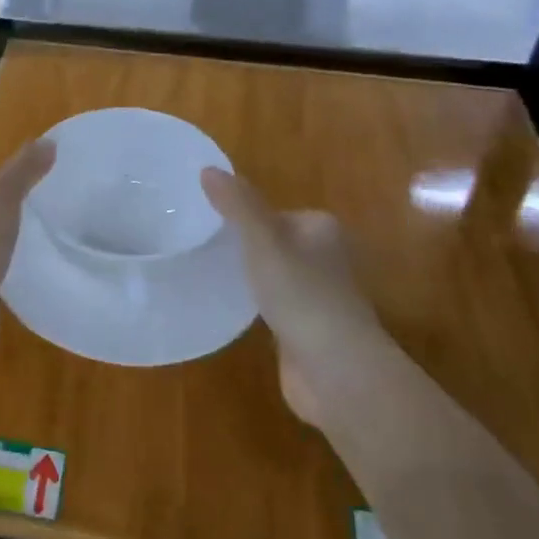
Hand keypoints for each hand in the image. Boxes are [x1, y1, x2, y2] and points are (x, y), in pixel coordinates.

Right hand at [201, 168, 386, 426]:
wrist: (336, 370)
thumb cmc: (302, 294)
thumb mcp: (262, 240)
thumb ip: (236, 205)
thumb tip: (208, 168)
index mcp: (321, 229)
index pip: (275, 212)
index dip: (243, 216)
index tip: (207, 222)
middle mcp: (326, 258)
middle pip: (274, 243)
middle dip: (244, 246)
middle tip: (202, 247)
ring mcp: (318, 296)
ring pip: (273, 275)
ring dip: (249, 277)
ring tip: (208, 275)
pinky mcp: (307, 330)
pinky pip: (274, 306)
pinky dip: (255, 305)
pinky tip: (230, 308)